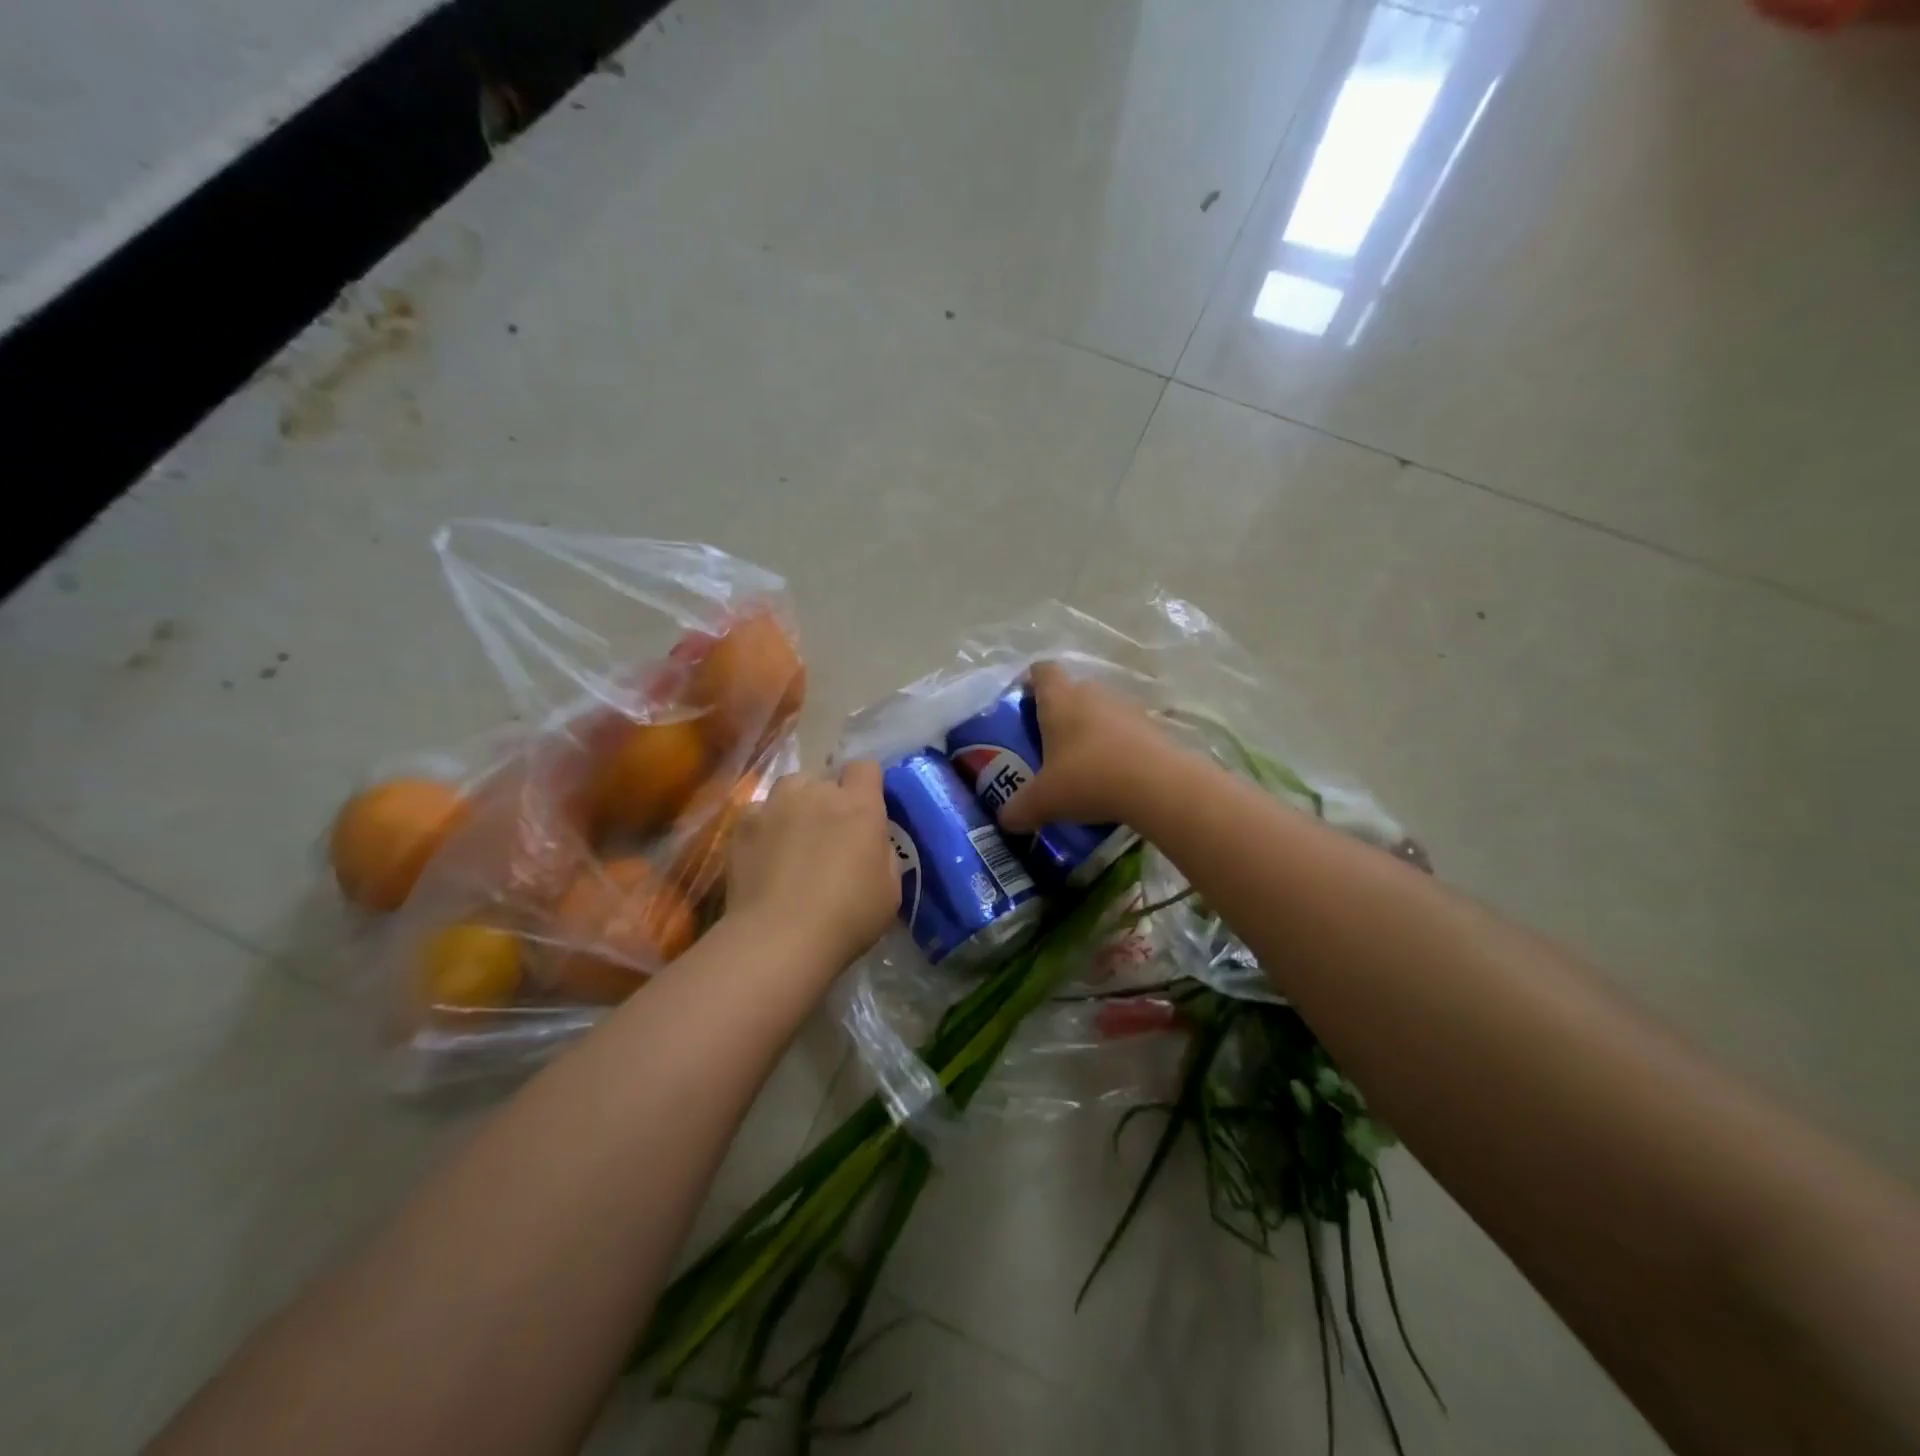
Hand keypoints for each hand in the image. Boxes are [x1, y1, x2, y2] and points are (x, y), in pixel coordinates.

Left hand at [725, 762, 897, 969]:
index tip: (866, 809)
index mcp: (860, 805)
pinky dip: (764, 826)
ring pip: (790, 787)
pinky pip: (758, 812)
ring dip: (796, 804)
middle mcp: (817, 793)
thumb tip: (872, 841)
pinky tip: (764, 854)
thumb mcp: (890, 889)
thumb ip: (882, 852)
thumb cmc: (848, 917)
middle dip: (829, 799)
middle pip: (824, 778)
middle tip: (829, 834)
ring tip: (794, 836)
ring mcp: (776, 805)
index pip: (865, 767)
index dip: (866, 784)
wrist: (779, 939)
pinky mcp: (743, 825)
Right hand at [998, 661, 1173, 831]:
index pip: (1042, 671)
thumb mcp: (1043, 801)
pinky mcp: (1153, 727)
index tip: (1025, 704)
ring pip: (1102, 711)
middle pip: (1073, 691)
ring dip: (1092, 731)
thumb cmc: (1088, 779)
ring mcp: (1127, 707)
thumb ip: (1019, 809)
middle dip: (1060, 714)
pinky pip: (1127, 731)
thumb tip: (1006, 820)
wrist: (1157, 786)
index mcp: (1059, 699)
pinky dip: (1118, 748)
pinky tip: (1114, 776)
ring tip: (1084, 765)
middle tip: (1049, 745)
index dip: (1031, 682)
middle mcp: (1093, 693)